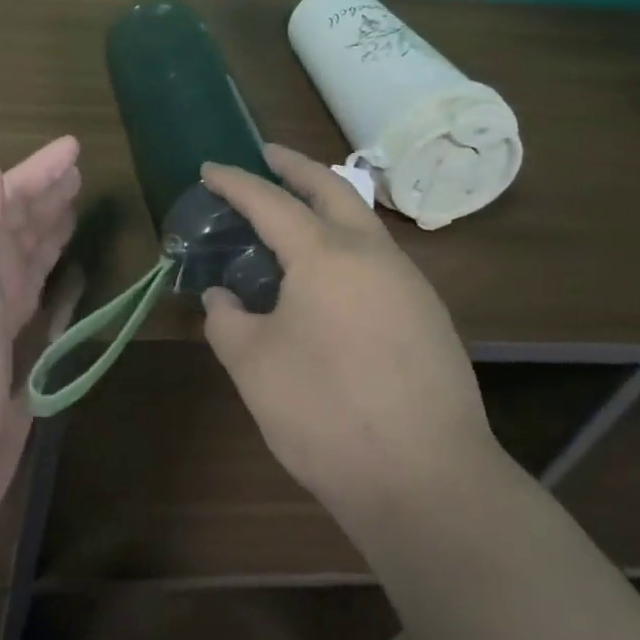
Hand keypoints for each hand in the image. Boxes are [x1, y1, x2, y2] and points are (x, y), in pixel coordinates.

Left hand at [0, 137, 80, 550]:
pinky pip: (38, 307)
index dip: (37, 173)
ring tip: (74, 207)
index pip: (4, 204)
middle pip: (18, 229)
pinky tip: (65, 275)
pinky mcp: (13, 362)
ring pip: (27, 263)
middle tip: (77, 171)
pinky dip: (51, 283)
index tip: (72, 147)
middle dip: (45, 197)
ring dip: (48, 232)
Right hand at [199, 143, 494, 523]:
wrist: (429, 484)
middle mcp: (372, 254)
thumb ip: (227, 321)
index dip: (235, 181)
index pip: (269, 201)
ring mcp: (409, 284)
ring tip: (294, 214)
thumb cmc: (327, 413)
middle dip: (295, 166)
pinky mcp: (429, 318)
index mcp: (325, 254)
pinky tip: (330, 277)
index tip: (209, 168)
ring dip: (326, 204)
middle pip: (331, 188)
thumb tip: (224, 299)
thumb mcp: (253, 366)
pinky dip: (346, 244)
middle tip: (267, 154)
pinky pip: (379, 258)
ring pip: (362, 222)